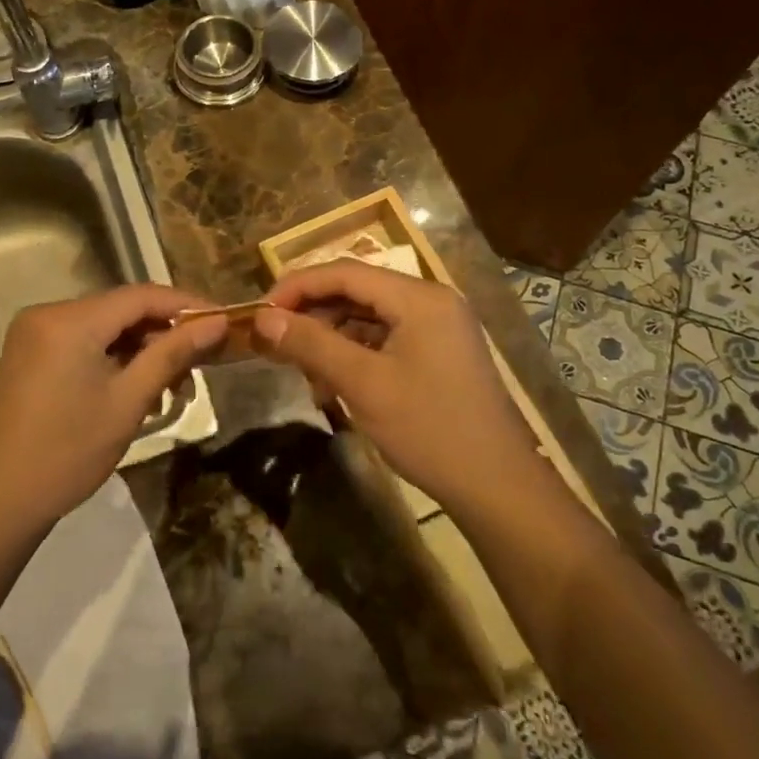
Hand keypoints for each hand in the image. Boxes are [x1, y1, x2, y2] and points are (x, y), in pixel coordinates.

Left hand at [0, 284, 226, 532]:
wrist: (0, 499)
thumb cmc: (69, 452)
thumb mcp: (129, 401)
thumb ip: (173, 354)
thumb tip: (217, 323)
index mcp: (69, 320)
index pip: (141, 296)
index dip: (187, 305)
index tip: (223, 322)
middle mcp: (47, 313)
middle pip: (121, 309)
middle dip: (163, 332)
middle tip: (200, 363)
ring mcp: (34, 332)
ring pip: (104, 326)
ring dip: (139, 348)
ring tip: (170, 384)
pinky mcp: (29, 352)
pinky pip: (82, 340)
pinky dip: (112, 357)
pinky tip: (134, 385)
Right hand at [255, 261, 542, 515]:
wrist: (498, 486)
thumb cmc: (429, 429)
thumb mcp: (363, 384)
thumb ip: (311, 344)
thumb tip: (263, 318)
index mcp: (419, 297)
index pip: (345, 272)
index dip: (297, 286)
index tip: (260, 312)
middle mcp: (431, 301)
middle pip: (357, 291)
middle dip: (313, 315)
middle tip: (276, 343)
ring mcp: (438, 327)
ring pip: (369, 317)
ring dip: (332, 338)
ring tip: (305, 373)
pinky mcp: (439, 353)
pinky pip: (386, 338)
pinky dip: (355, 354)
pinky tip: (334, 384)